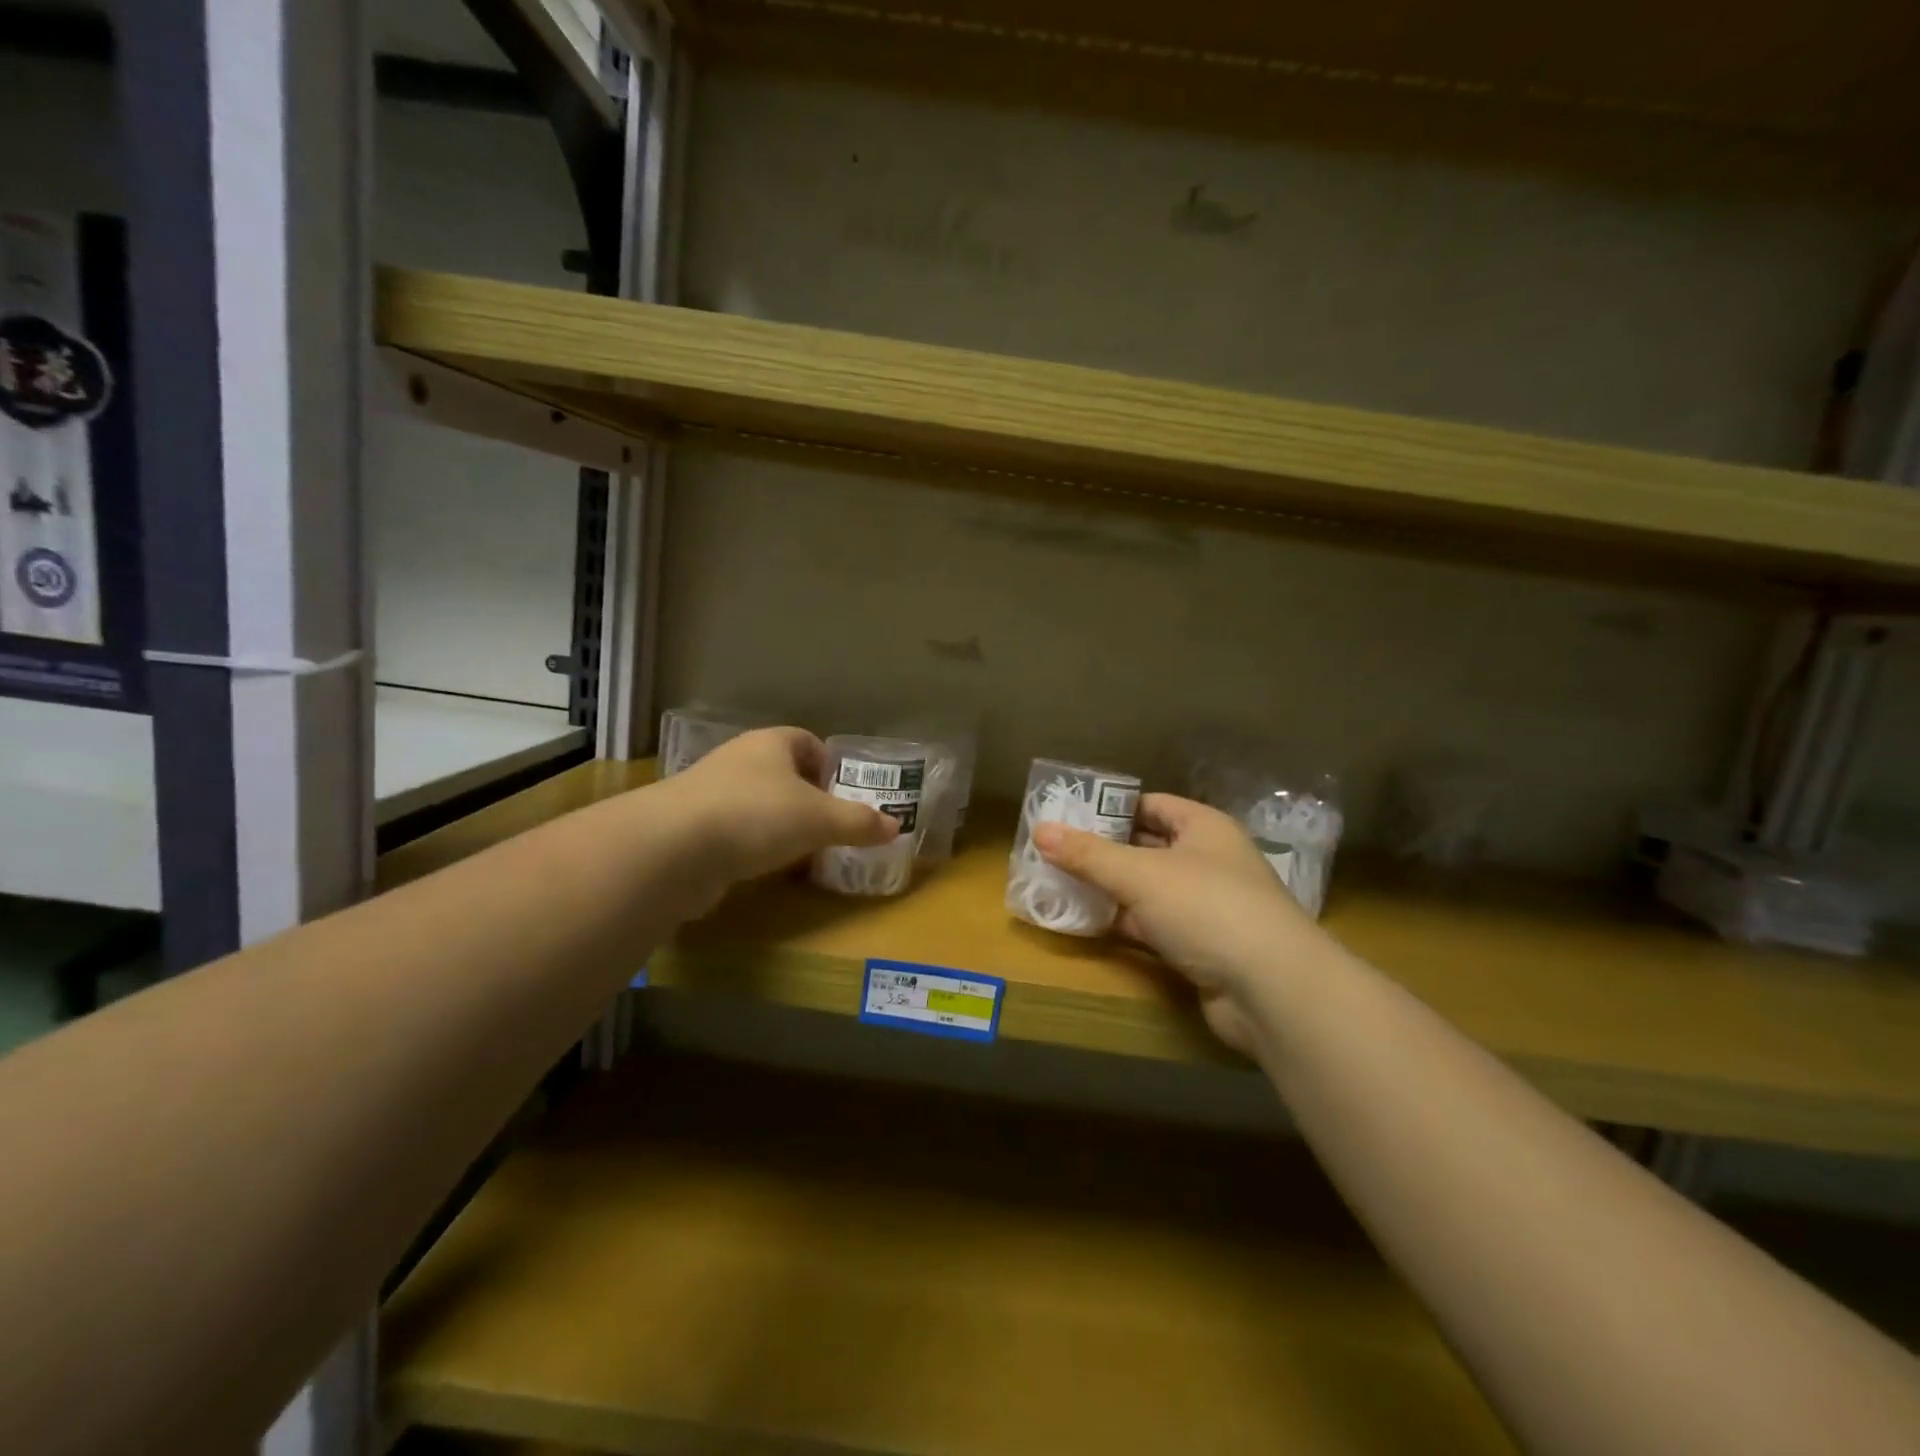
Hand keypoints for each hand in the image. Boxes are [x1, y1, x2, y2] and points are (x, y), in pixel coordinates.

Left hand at [662, 727, 898, 892]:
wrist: (673, 848)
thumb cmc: (757, 815)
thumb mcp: (820, 819)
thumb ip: (858, 822)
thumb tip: (895, 826)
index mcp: (770, 744)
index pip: (806, 740)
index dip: (828, 762)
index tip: (843, 791)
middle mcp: (738, 760)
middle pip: (781, 772)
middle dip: (806, 796)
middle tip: (829, 825)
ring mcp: (709, 793)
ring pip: (755, 802)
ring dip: (777, 822)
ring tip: (801, 850)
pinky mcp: (690, 828)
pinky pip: (733, 830)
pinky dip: (751, 845)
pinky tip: (763, 867)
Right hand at [1034, 795, 1325, 1055]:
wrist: (1271, 990)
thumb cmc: (1207, 907)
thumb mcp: (1140, 874)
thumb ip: (1088, 854)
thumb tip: (1039, 830)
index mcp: (1204, 828)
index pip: (1151, 805)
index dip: (1110, 807)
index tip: (1067, 813)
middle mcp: (1207, 861)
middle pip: (1146, 846)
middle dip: (1102, 849)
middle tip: (1052, 849)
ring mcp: (1205, 906)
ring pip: (1146, 889)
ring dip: (1108, 888)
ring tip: (1057, 882)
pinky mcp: (1199, 947)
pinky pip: (1151, 925)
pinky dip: (1122, 922)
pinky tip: (1084, 922)